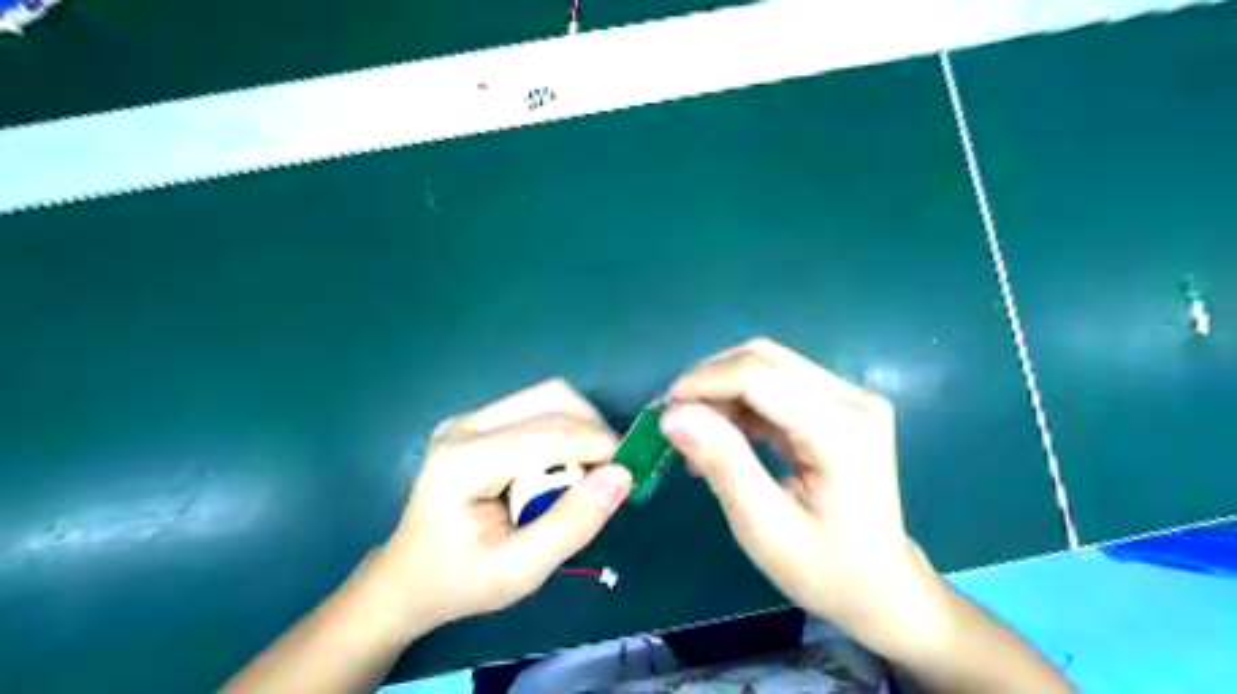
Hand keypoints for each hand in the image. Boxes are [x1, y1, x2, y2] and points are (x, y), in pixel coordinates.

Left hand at [379, 383, 630, 629]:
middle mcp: (465, 425)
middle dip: (593, 429)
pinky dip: (565, 430)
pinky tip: (563, 465)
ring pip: (548, 397)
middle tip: (609, 472)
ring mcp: (470, 418)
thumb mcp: (520, 572)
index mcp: (464, 461)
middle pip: (551, 398)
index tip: (628, 474)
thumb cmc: (460, 581)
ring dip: (581, 427)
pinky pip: (537, 408)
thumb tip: (622, 476)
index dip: (598, 446)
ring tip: (588, 470)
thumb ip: (572, 524)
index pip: (548, 434)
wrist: (408, 578)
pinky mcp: (480, 421)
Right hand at [663, 339, 943, 657]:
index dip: (703, 383)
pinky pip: (778, 384)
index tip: (661, 410)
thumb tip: (671, 415)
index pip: (758, 376)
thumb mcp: (764, 526)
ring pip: (768, 365)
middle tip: (674, 419)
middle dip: (709, 381)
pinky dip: (742, 402)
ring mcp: (850, 398)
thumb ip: (723, 463)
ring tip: (695, 433)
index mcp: (842, 429)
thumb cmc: (825, 570)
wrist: (882, 589)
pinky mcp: (840, 405)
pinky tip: (722, 435)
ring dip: (723, 390)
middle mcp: (852, 398)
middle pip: (763, 358)